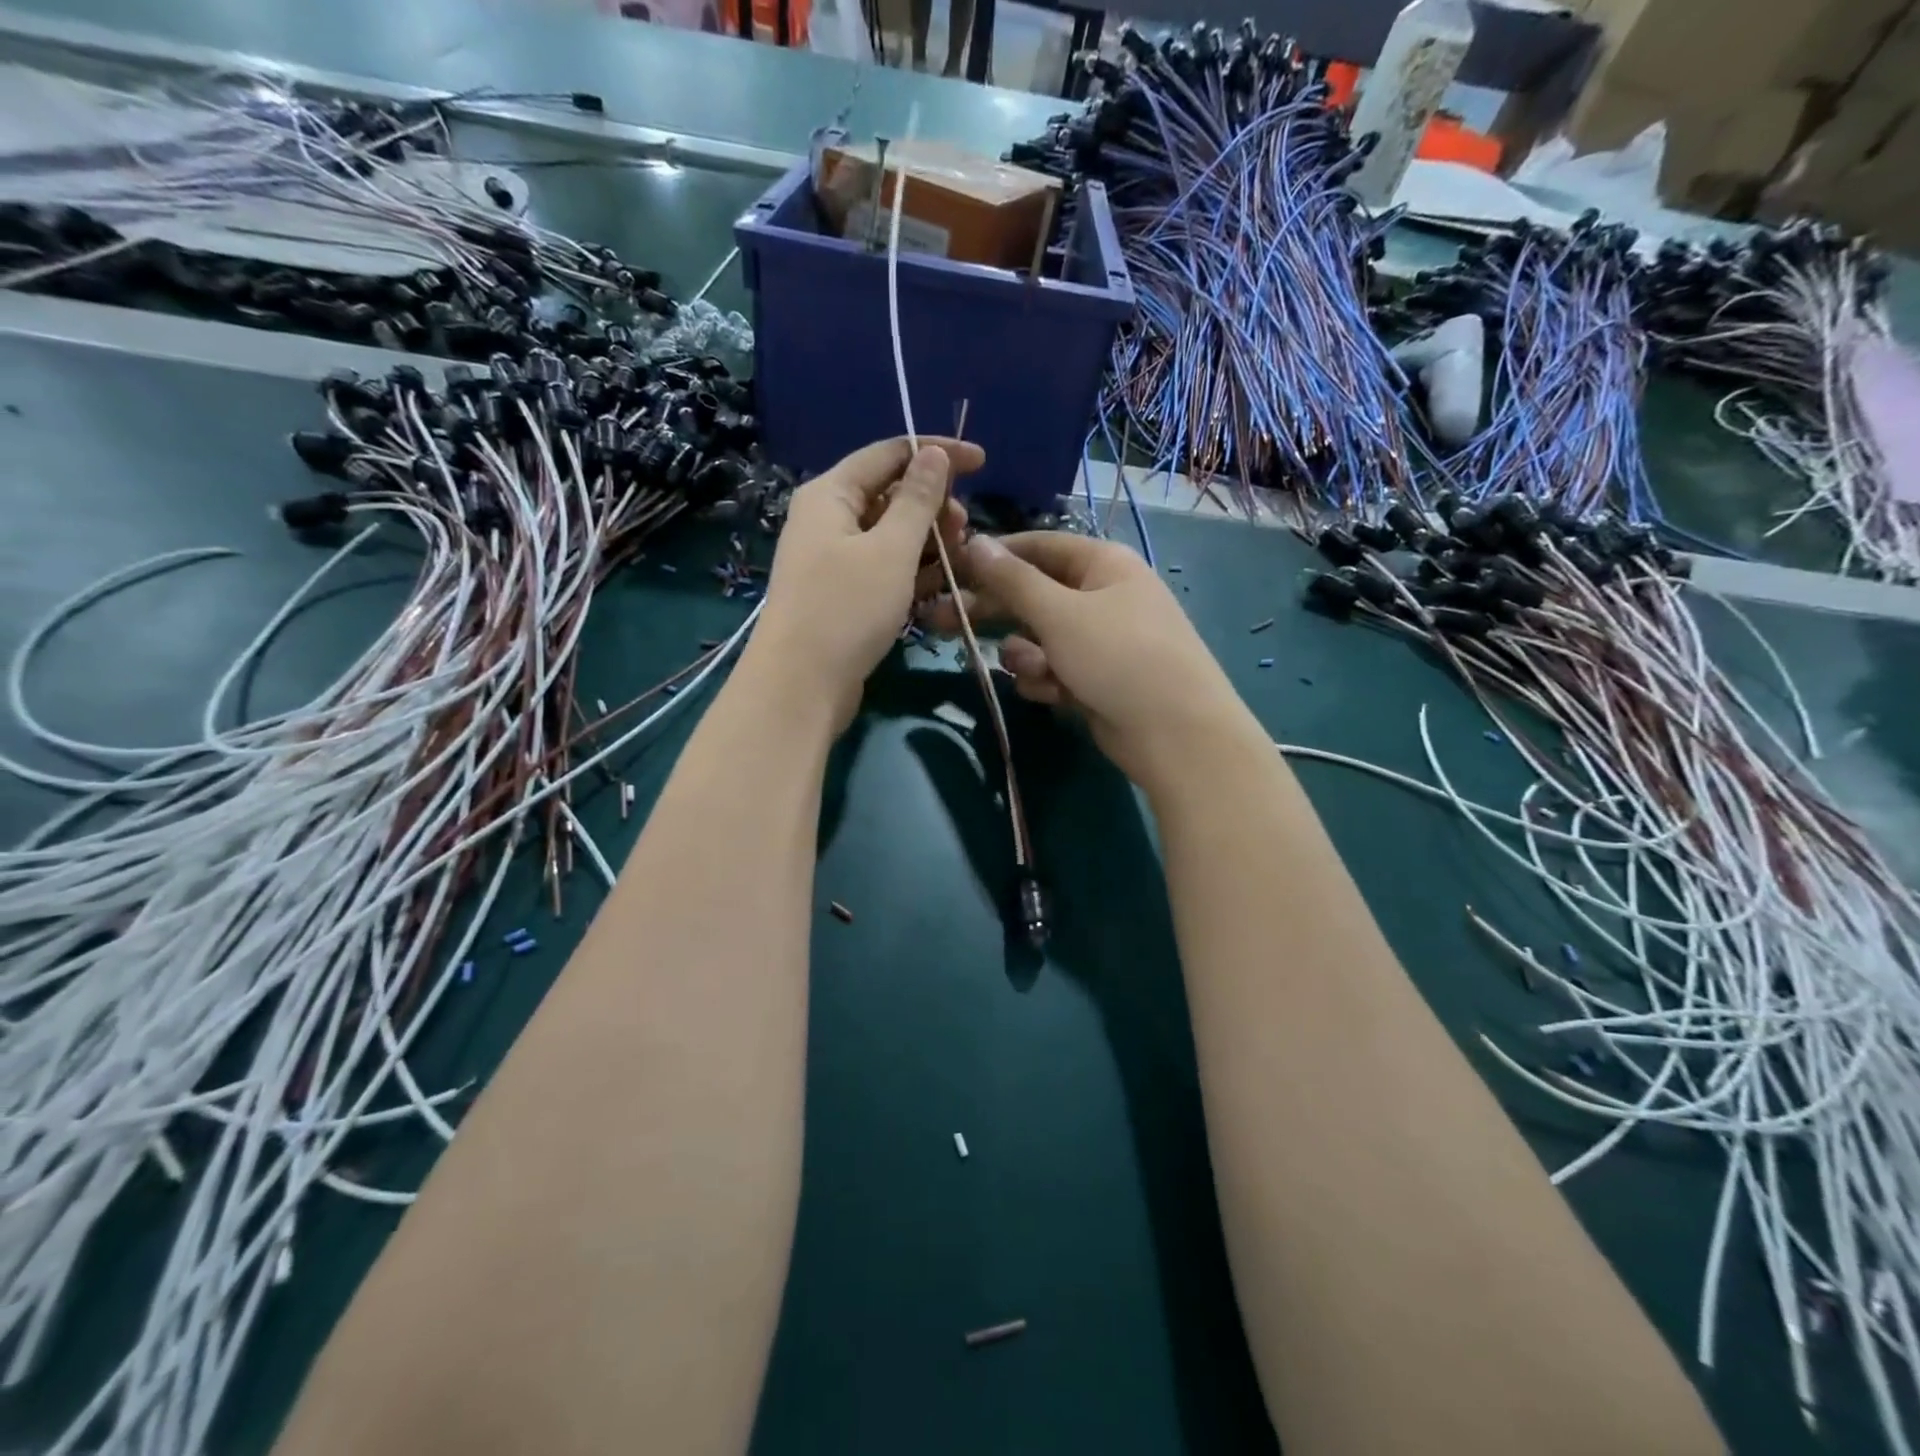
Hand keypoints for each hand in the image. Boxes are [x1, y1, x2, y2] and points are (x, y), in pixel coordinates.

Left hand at [750, 436, 983, 733]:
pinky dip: (913, 574)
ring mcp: (834, 561)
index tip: (983, 464)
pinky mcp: (843, 596)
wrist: (800, 686)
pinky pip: (885, 571)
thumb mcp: (890, 550)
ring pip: (891, 537)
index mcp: (831, 494)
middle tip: (966, 531)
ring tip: (961, 561)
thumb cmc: (845, 609)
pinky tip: (942, 588)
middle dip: (934, 507)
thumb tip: (932, 454)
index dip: (937, 453)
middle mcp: (828, 520)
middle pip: (890, 496)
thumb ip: (917, 500)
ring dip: (929, 544)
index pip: (889, 454)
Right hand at [919, 532, 1251, 791]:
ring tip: (1032, 671)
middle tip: (941, 621)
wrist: (1175, 733)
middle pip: (1034, 594)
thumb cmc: (1118, 657)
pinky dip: (1048, 680)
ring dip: (1026, 655)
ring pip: (1041, 638)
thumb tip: (976, 542)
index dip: (995, 555)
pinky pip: (1056, 670)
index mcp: (1103, 565)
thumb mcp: (1059, 613)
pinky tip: (1053, 694)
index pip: (1039, 546)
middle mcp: (1103, 596)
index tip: (952, 567)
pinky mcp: (1097, 679)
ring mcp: (1102, 641)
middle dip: (993, 610)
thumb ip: (1012, 580)